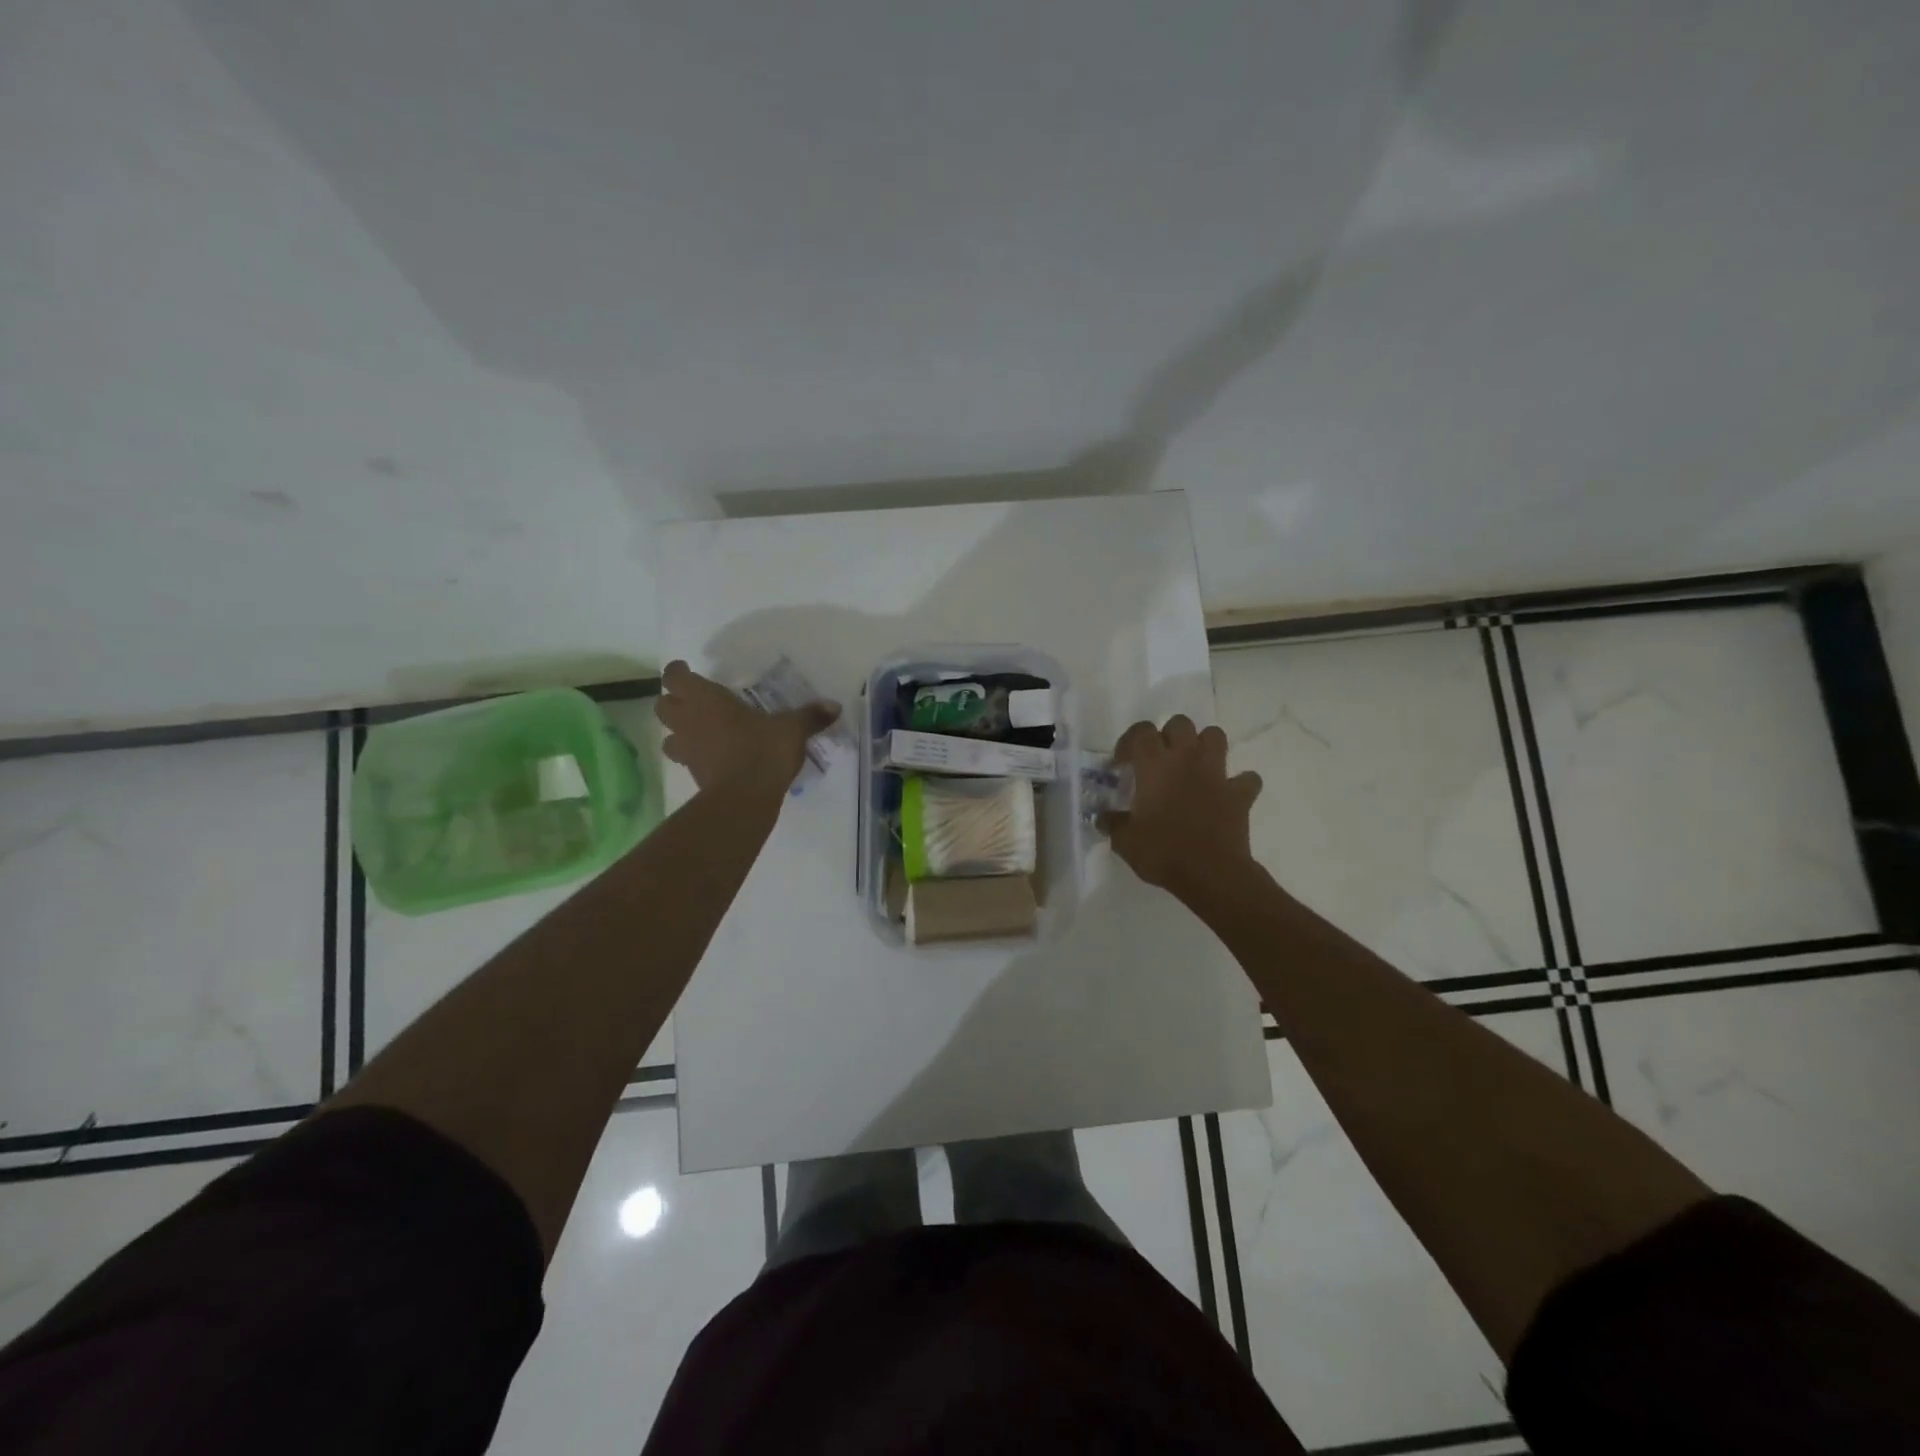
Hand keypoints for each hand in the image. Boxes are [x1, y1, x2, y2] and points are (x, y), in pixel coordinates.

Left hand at [656, 660, 839, 793]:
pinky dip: (695, 756)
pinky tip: (715, 757)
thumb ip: (810, 716)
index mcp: (706, 699)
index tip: (686, 670)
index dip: (677, 672)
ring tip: (698, 732)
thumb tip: (834, 706)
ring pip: (668, 737)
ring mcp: (688, 751)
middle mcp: (689, 721)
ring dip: (678, 732)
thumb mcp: (792, 729)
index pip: (674, 678)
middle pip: (662, 706)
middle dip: (673, 702)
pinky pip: (686, 760)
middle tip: (693, 701)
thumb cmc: (763, 750)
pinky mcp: (694, 775)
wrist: (745, 797)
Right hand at [1105, 715, 1262, 899]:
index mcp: (1155, 765)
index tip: (1122, 762)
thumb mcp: (1125, 841)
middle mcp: (1187, 759)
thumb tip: (1103, 818)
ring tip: (1193, 765)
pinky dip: (1237, 783)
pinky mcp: (1240, 794)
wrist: (1211, 874)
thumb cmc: (1162, 852)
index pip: (1141, 732)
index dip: (1129, 741)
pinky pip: (1246, 778)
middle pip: (1180, 723)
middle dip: (1168, 735)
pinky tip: (1226, 794)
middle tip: (1159, 759)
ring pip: (1215, 736)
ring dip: (1204, 745)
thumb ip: (1113, 823)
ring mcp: (1217, 774)